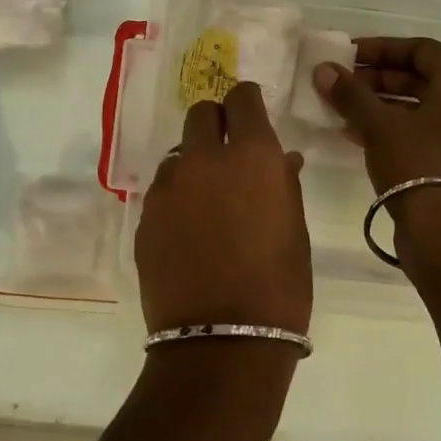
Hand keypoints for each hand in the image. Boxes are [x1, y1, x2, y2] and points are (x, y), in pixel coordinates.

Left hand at [134, 82, 311, 334]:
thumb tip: (282, 160)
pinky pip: (163, 188)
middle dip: (216, 123)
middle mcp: (205, 158)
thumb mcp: (295, 230)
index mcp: (252, 155)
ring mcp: (169, 186)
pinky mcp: (145, 215)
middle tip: (229, 153)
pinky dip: (177, 195)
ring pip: (178, 152)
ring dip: (194, 162)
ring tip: (208, 199)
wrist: (222, 343)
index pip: (242, 97)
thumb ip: (284, 183)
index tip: (251, 116)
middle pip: (201, 113)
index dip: (247, 102)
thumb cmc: (278, 286)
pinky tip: (188, 228)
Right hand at [312, 38, 440, 253]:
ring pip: (422, 108)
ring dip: (382, 104)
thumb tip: (323, 69)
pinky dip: (395, 128)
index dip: (382, 48)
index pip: (421, 49)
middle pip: (422, 78)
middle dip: (378, 78)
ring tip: (344, 110)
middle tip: (343, 83)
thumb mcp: (378, 125)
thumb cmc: (418, 165)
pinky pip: (426, 133)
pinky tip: (359, 136)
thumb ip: (350, 93)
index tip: (348, 54)